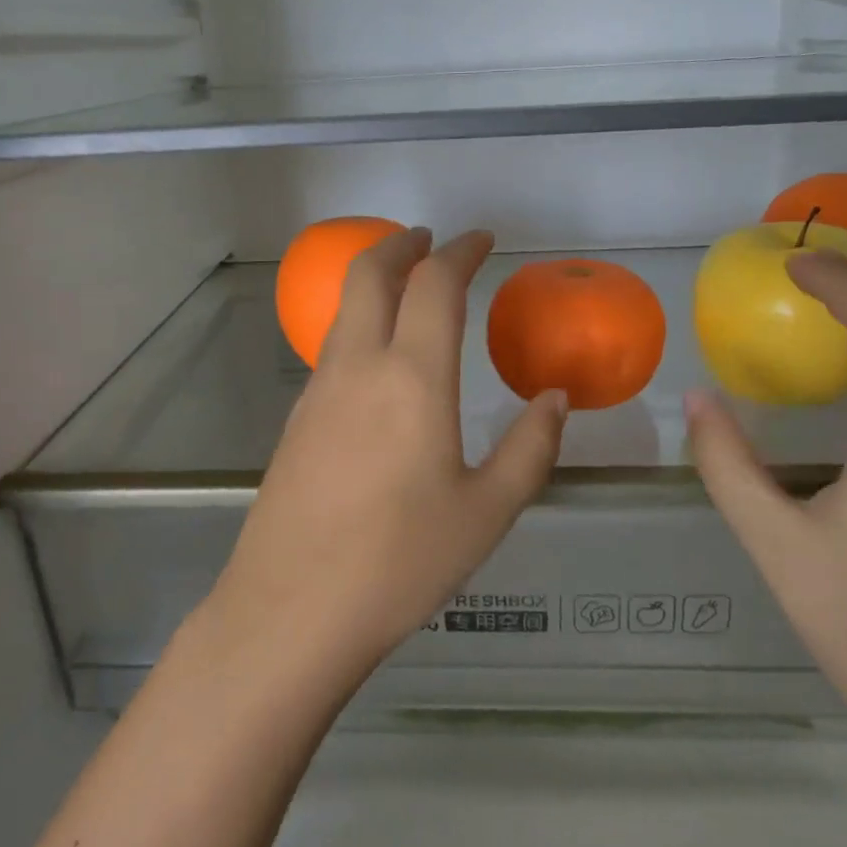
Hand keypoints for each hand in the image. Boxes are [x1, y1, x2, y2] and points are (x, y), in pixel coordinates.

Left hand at [206, 228, 568, 674]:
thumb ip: (530, 448)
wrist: (292, 608)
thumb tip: (554, 399)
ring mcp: (318, 389)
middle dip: (401, 243)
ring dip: (374, 279)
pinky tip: (378, 357)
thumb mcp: (486, 512)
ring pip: (343, 307)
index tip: (481, 240)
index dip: (460, 251)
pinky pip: (332, 346)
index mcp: (412, 378)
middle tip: (430, 239)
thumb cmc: (400, 562)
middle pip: (370, 273)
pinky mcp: (297, 418)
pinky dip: (358, 322)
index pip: (434, 285)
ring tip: (406, 287)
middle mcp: (358, 366)